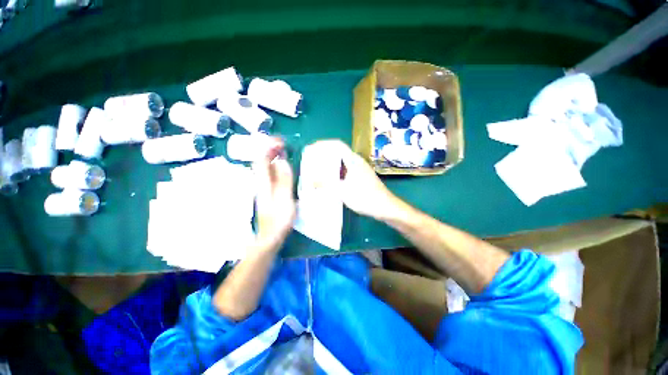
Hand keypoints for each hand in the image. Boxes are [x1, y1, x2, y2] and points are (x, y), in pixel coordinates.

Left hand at [252, 138, 295, 248]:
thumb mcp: (284, 199)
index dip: (269, 147)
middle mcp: (261, 182)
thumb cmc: (279, 220)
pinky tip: (283, 167)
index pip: (262, 159)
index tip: (280, 141)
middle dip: (270, 149)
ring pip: (265, 167)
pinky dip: (275, 166)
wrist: (270, 237)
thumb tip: (282, 161)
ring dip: (272, 156)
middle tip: (283, 143)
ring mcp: (264, 188)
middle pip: (261, 161)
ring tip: (284, 150)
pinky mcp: (268, 192)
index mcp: (263, 183)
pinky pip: (270, 174)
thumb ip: (284, 180)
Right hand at [313, 140, 400, 220]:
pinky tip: (331, 182)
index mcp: (353, 160)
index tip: (313, 149)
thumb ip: (326, 185)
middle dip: (325, 157)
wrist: (385, 207)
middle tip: (312, 163)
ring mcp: (360, 170)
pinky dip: (337, 174)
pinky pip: (346, 171)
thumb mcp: (343, 191)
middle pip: (339, 154)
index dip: (324, 144)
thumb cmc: (365, 197)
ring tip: (318, 172)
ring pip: (342, 164)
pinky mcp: (362, 178)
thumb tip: (311, 181)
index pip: (337, 145)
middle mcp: (357, 162)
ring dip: (330, 167)